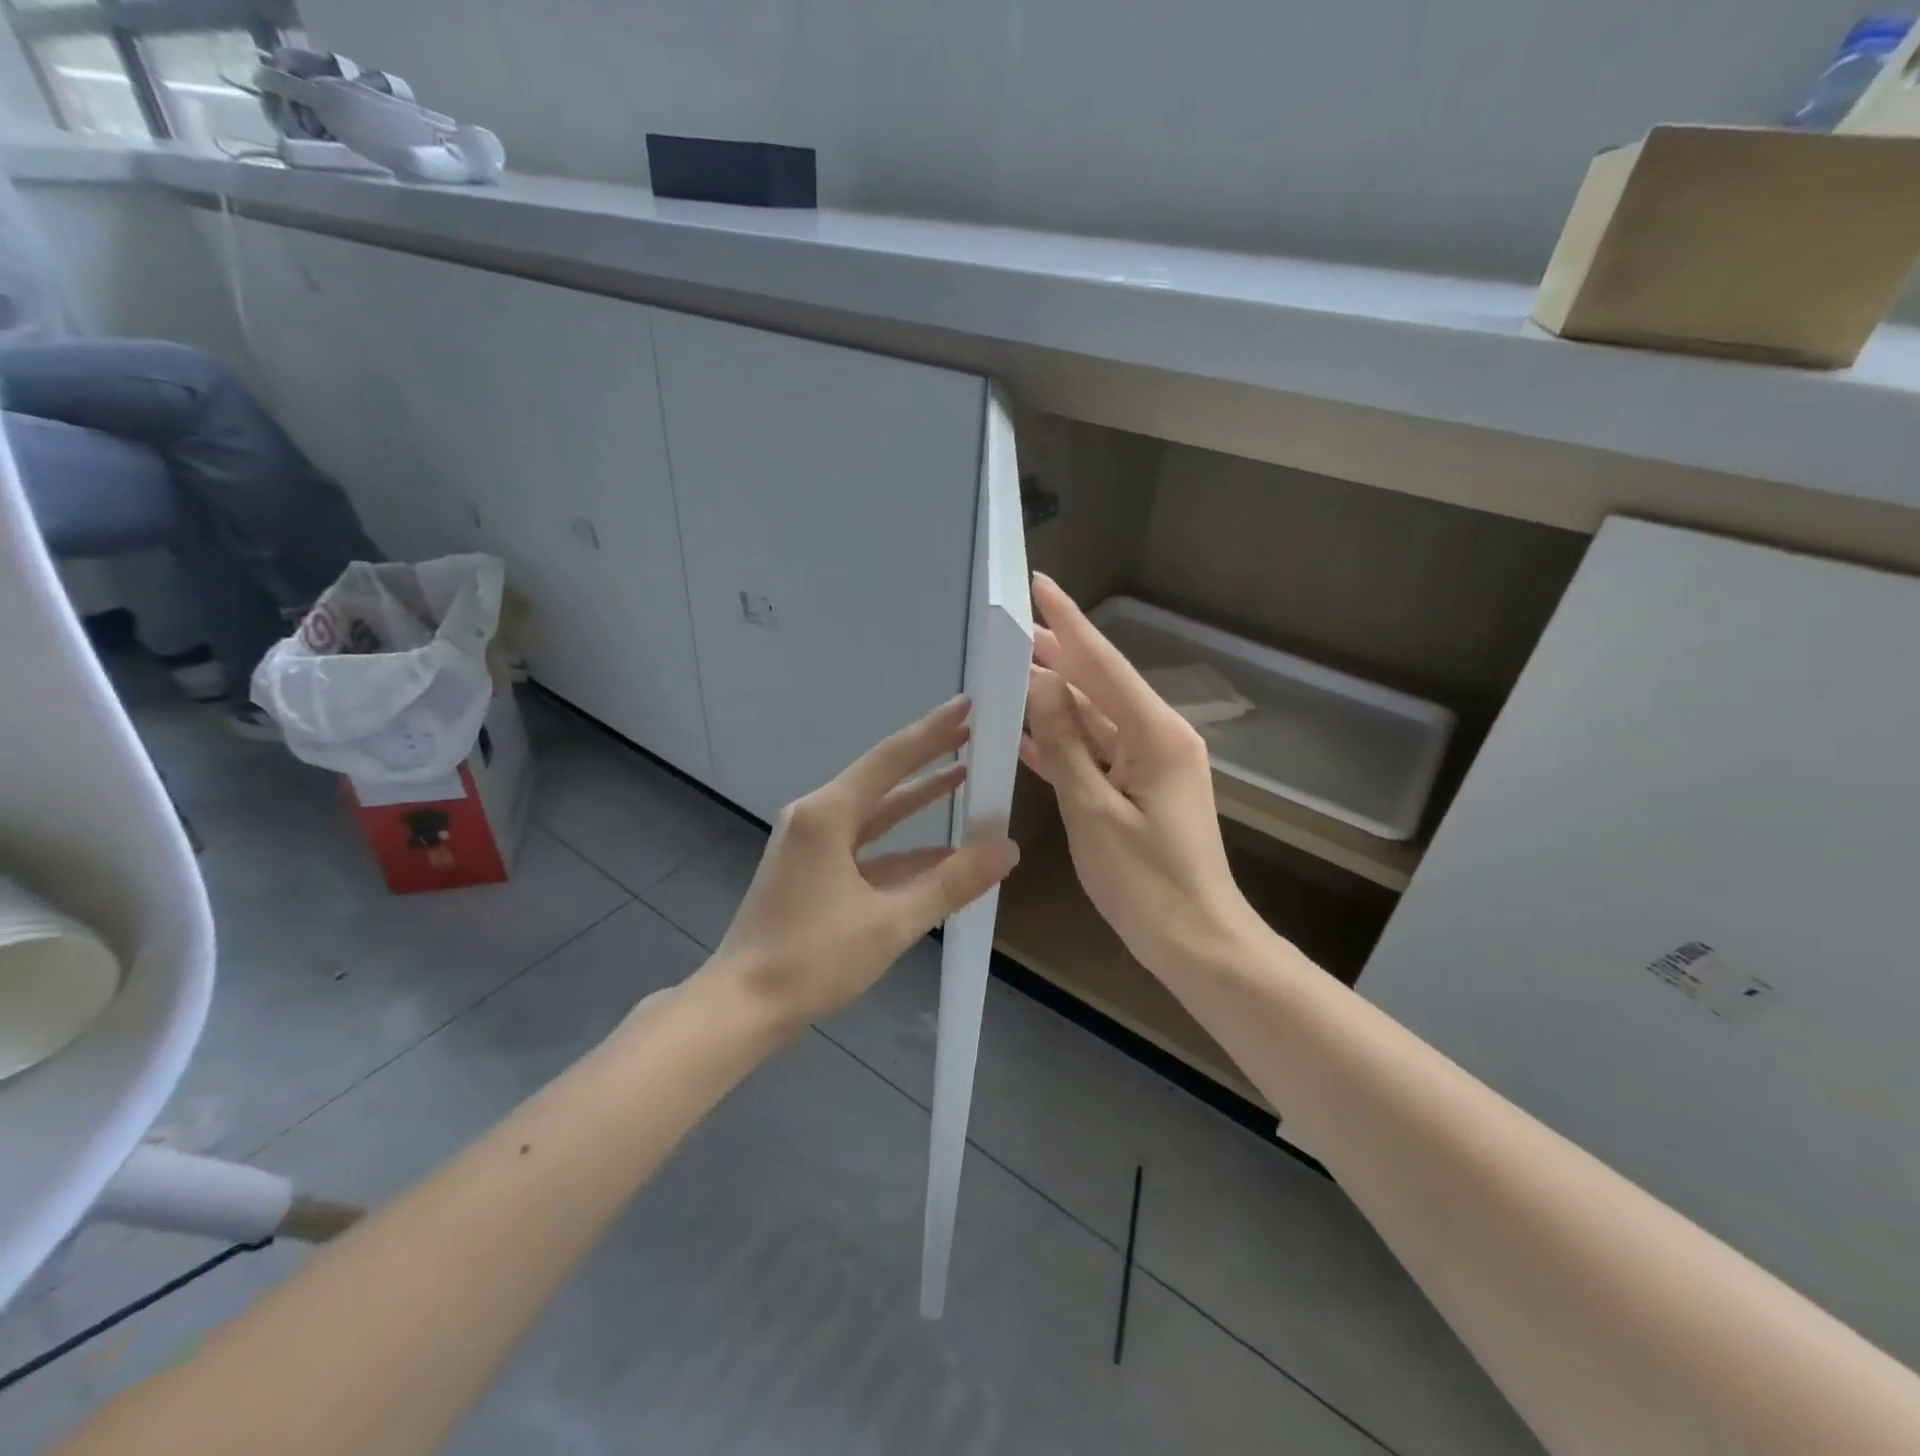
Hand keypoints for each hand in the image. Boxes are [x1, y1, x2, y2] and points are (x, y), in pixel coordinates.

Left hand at [707, 697, 1019, 1028]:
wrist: (742, 1005)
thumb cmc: (813, 958)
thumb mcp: (891, 922)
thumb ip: (951, 882)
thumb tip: (1008, 849)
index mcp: (827, 815)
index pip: (891, 759)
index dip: (932, 731)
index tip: (967, 705)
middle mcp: (816, 817)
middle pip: (882, 779)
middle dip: (927, 759)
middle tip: (971, 734)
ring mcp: (810, 844)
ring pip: (874, 813)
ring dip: (916, 801)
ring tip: (961, 777)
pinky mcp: (811, 870)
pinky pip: (865, 846)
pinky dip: (900, 846)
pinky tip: (938, 850)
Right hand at [1020, 575, 1266, 979]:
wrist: (1196, 941)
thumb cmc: (1146, 882)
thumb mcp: (1093, 810)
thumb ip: (1066, 744)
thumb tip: (1040, 682)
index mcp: (1156, 735)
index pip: (1103, 665)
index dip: (1068, 624)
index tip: (1038, 585)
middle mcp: (1158, 737)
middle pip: (1100, 686)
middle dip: (1057, 656)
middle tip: (1011, 631)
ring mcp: (1151, 764)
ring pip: (1095, 719)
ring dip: (1055, 700)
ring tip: (1010, 673)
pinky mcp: (1140, 788)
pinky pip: (1097, 753)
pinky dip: (1064, 743)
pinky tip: (1028, 733)